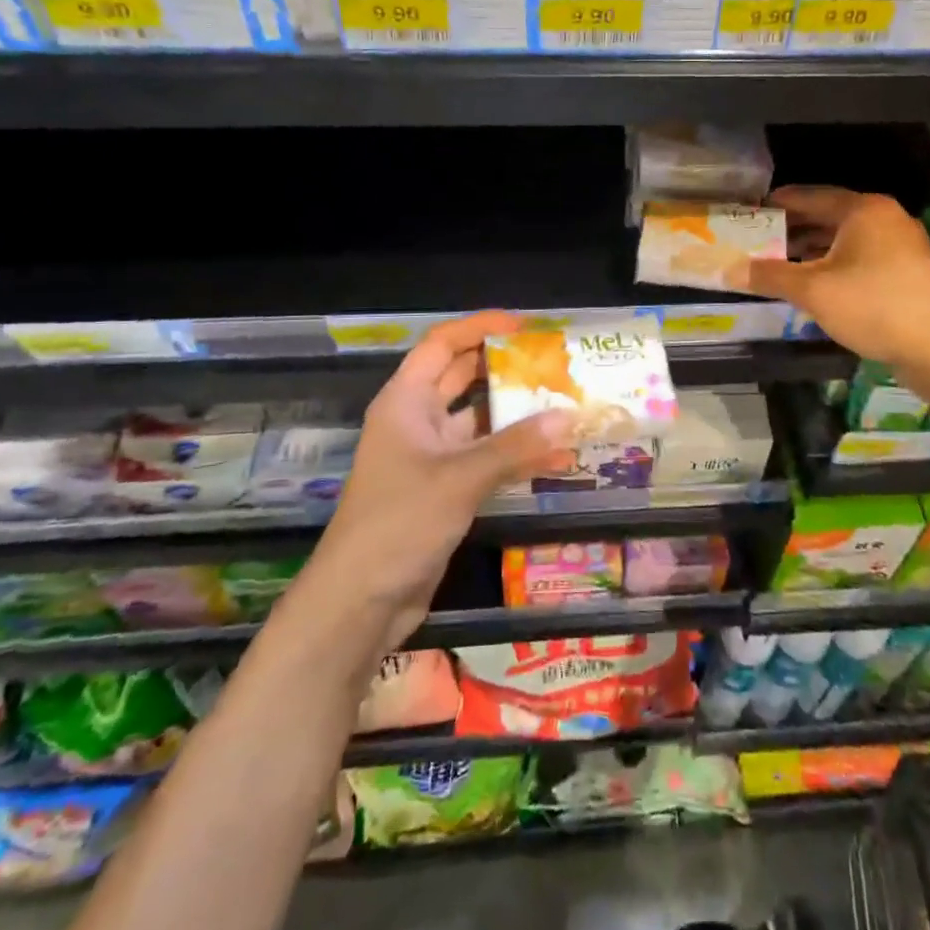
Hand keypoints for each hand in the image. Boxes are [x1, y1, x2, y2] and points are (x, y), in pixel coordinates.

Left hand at [306, 311, 576, 654]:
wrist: (360, 603)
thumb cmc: (400, 523)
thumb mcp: (460, 478)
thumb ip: (516, 446)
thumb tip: (570, 416)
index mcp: (406, 401)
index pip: (442, 344)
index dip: (479, 327)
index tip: (524, 326)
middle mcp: (417, 420)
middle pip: (462, 377)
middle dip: (504, 366)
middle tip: (552, 360)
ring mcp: (430, 456)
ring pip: (478, 420)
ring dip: (515, 413)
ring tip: (563, 401)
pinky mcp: (444, 489)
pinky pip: (484, 458)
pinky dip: (514, 453)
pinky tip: (554, 456)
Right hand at [749, 186, 929, 364]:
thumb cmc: (873, 305)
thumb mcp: (812, 290)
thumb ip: (769, 276)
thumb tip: (728, 270)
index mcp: (863, 210)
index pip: (811, 196)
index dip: (780, 203)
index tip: (753, 210)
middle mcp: (885, 218)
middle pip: (830, 216)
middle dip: (794, 228)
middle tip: (761, 239)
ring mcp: (902, 245)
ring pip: (847, 239)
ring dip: (815, 249)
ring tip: (782, 263)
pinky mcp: (910, 271)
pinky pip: (863, 257)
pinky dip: (837, 264)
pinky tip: (818, 284)